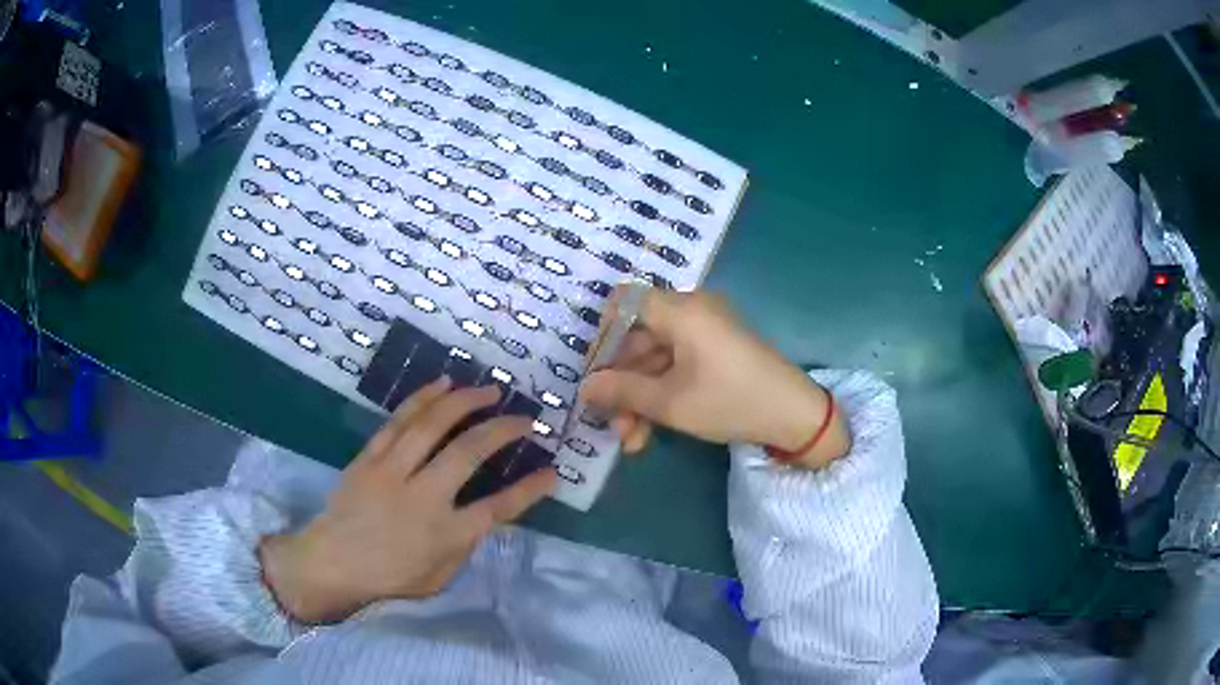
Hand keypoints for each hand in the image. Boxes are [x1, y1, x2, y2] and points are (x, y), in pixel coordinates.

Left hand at [259, 378, 556, 623]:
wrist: (331, 562)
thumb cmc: (389, 577)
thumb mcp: (439, 576)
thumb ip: (464, 544)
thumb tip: (485, 514)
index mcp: (445, 535)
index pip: (499, 508)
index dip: (530, 489)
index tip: (552, 471)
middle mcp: (422, 497)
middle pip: (468, 453)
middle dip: (502, 430)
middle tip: (525, 418)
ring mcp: (392, 472)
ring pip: (432, 426)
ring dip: (465, 402)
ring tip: (490, 390)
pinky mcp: (370, 457)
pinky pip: (398, 421)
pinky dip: (423, 398)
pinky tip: (443, 385)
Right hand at [580, 289, 849, 468]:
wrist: (795, 416)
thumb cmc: (730, 401)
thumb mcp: (670, 403)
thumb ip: (622, 393)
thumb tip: (584, 388)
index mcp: (680, 310)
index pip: (624, 302)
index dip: (602, 336)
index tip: (595, 374)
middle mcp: (691, 311)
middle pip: (638, 338)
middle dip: (622, 384)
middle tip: (612, 424)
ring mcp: (706, 331)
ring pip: (656, 358)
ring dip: (640, 397)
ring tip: (631, 440)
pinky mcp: (716, 351)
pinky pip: (677, 364)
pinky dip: (662, 392)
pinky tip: (651, 430)